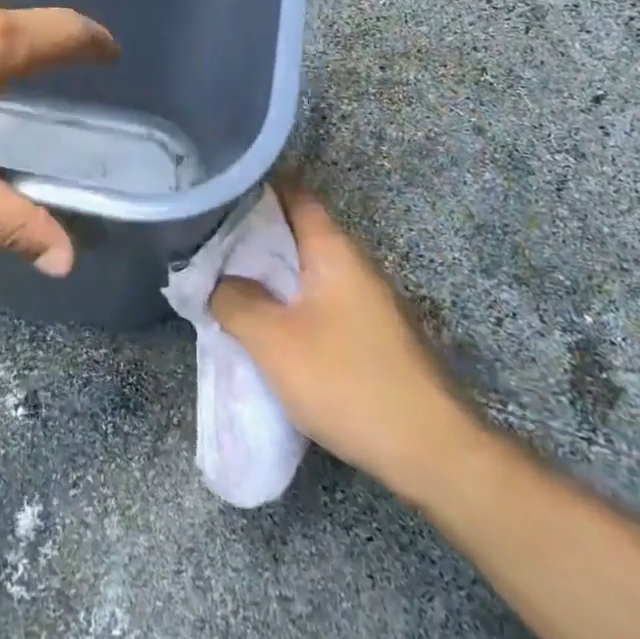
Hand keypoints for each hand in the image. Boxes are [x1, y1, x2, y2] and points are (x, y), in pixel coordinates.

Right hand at [211, 181, 480, 499]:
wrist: (432, 453)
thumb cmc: (348, 382)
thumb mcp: (273, 342)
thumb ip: (235, 301)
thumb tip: (217, 281)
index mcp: (334, 250)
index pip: (293, 194)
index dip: (255, 186)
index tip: (217, 191)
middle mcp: (354, 264)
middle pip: (297, 230)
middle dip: (253, 233)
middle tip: (207, 238)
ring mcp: (367, 299)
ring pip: (307, 269)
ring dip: (269, 271)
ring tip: (225, 278)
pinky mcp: (371, 333)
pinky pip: (319, 298)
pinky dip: (288, 299)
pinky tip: (265, 320)